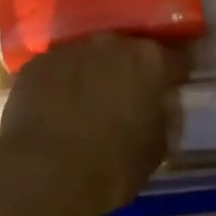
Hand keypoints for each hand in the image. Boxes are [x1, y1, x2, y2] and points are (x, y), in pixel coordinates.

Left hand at [0, 35, 189, 214]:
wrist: (44, 173)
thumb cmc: (111, 167)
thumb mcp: (155, 150)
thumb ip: (162, 117)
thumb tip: (158, 105)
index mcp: (148, 61)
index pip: (174, 57)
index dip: (176, 72)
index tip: (176, 83)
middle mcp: (110, 43)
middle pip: (127, 50)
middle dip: (129, 69)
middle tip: (127, 96)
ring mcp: (70, 48)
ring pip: (89, 56)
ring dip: (92, 73)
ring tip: (87, 104)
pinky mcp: (38, 62)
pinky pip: (57, 69)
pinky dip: (60, 83)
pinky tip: (55, 109)